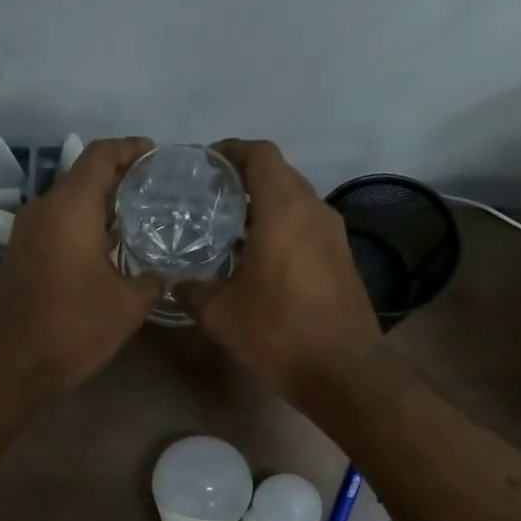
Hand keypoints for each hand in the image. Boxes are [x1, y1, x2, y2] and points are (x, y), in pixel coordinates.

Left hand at [0, 137, 161, 396]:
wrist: (9, 365)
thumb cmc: (71, 328)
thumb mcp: (127, 306)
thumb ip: (151, 280)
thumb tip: (162, 274)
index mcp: (69, 208)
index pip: (100, 155)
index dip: (131, 148)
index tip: (158, 155)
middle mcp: (42, 210)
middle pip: (84, 176)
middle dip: (121, 178)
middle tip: (158, 190)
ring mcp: (25, 233)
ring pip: (69, 203)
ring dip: (101, 205)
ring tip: (139, 218)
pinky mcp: (19, 255)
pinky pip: (57, 225)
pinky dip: (83, 226)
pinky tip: (109, 248)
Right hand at [179, 140, 380, 398]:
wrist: (342, 371)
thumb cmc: (277, 332)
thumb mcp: (219, 313)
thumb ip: (192, 290)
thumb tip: (176, 284)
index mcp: (284, 209)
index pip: (260, 154)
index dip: (231, 150)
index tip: (205, 163)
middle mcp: (315, 210)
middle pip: (279, 173)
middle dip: (245, 177)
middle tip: (209, 196)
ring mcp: (334, 234)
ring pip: (296, 200)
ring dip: (265, 204)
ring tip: (230, 226)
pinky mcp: (343, 258)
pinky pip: (307, 226)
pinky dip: (282, 227)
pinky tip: (259, 256)